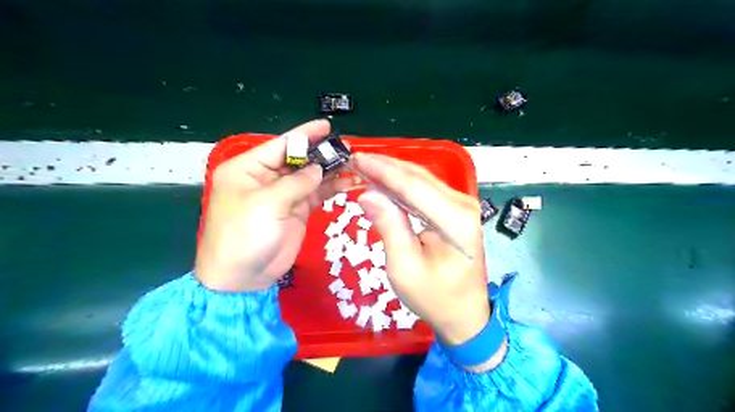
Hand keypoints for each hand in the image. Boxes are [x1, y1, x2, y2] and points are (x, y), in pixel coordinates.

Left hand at [194, 119, 357, 292]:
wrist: (242, 278)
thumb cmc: (244, 235)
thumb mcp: (267, 204)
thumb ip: (296, 183)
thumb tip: (319, 169)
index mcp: (249, 168)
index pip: (281, 145)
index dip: (304, 135)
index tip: (327, 126)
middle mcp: (266, 178)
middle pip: (298, 160)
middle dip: (321, 154)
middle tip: (347, 149)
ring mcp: (283, 195)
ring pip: (310, 177)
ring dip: (330, 171)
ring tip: (353, 164)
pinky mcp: (296, 211)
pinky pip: (316, 194)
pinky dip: (331, 188)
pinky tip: (348, 183)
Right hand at [353, 154, 489, 350]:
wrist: (464, 314)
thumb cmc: (434, 297)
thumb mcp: (404, 268)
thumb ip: (389, 226)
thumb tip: (368, 193)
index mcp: (455, 220)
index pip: (413, 185)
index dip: (383, 170)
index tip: (357, 158)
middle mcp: (463, 205)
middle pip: (419, 177)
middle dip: (386, 166)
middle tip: (356, 160)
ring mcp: (462, 205)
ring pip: (422, 179)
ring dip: (393, 172)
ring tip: (365, 167)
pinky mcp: (457, 210)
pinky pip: (426, 190)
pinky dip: (403, 184)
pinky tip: (385, 181)